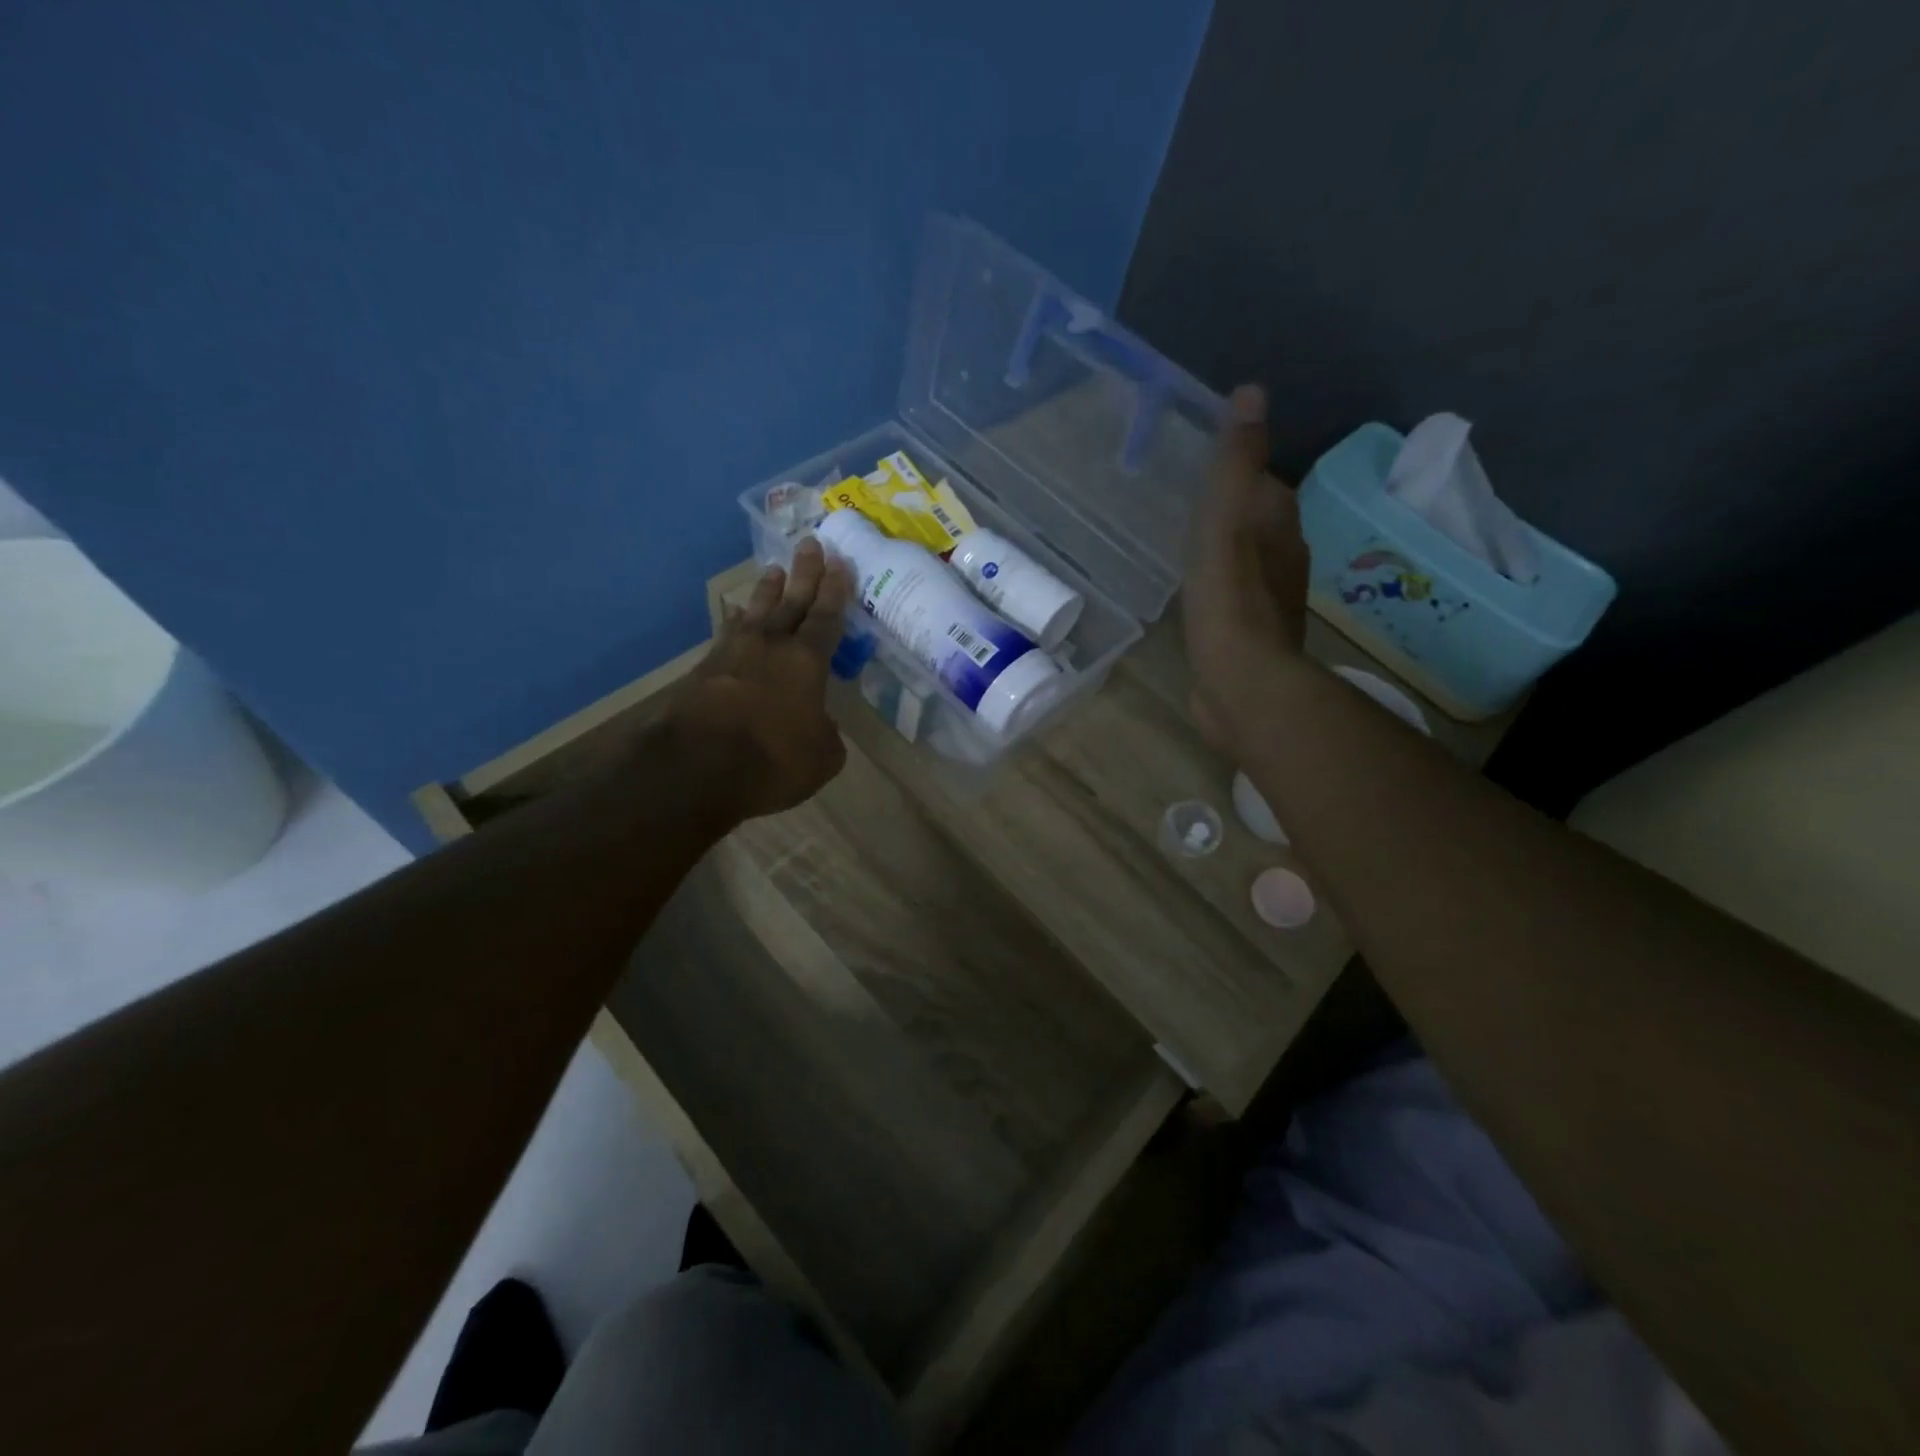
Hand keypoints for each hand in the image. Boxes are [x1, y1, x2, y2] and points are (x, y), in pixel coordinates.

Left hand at [665, 539, 851, 823]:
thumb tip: (820, 725)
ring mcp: (733, 653)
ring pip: (756, 611)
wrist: (696, 766)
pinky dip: (737, 621)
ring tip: (774, 569)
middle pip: (792, 601)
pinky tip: (737, 617)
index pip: (826, 617)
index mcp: (807, 662)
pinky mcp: (705, 669)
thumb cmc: (772, 760)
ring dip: (767, 589)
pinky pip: (728, 634)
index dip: (835, 590)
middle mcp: (771, 646)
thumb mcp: (821, 758)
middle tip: (811, 544)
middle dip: (804, 573)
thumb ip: (826, 735)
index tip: (840, 562)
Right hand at [1182, 384, 1310, 751]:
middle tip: (1193, 506)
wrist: (1240, 681)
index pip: (1267, 487)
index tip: (1209, 472)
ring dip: (1227, 553)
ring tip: (1191, 548)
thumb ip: (1237, 461)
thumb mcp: (1226, 517)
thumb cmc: (1229, 596)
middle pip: (1260, 525)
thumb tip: (1252, 392)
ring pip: (1248, 564)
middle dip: (1235, 513)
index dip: (1243, 476)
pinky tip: (1197, 598)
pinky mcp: (1249, 638)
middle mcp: (1285, 561)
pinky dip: (1219, 591)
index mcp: (1281, 528)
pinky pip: (1232, 600)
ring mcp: (1268, 604)